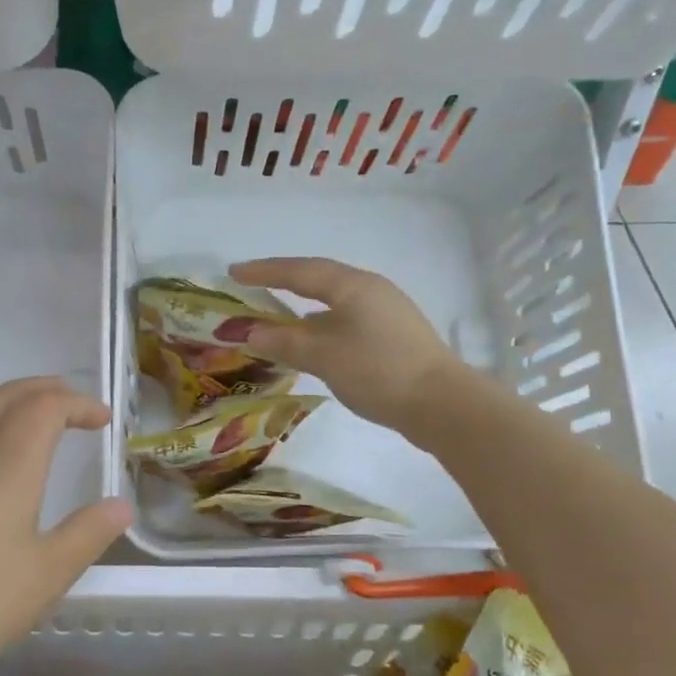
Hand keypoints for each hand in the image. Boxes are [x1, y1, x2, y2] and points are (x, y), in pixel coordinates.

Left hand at [0, 378, 131, 675]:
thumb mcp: (50, 572)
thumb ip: (89, 532)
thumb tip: (121, 504)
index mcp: (9, 466)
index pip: (44, 409)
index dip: (77, 404)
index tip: (104, 421)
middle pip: (7, 397)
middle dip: (45, 389)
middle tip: (77, 403)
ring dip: (14, 399)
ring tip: (40, 415)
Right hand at [231, 257, 462, 431]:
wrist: (442, 404)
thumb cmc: (379, 371)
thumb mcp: (324, 357)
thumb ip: (285, 342)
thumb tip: (251, 333)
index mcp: (353, 286)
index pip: (300, 271)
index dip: (264, 271)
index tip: (234, 272)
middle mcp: (371, 290)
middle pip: (320, 279)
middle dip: (284, 282)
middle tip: (253, 286)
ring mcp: (387, 312)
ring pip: (335, 301)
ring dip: (304, 306)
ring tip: (278, 316)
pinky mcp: (394, 336)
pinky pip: (347, 319)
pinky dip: (322, 325)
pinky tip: (315, 341)